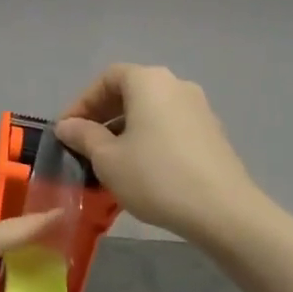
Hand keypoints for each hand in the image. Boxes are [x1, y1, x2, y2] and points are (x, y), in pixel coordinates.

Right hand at [54, 64, 262, 240]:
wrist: (225, 212)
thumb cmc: (157, 176)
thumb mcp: (107, 159)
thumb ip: (83, 136)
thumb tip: (67, 126)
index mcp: (148, 81)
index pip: (107, 78)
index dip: (83, 101)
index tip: (68, 130)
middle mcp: (175, 84)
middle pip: (130, 91)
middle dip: (104, 115)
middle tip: (86, 143)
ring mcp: (199, 108)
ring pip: (151, 110)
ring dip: (127, 128)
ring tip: (112, 159)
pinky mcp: (213, 133)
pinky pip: (171, 126)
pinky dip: (151, 138)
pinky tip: (143, 168)